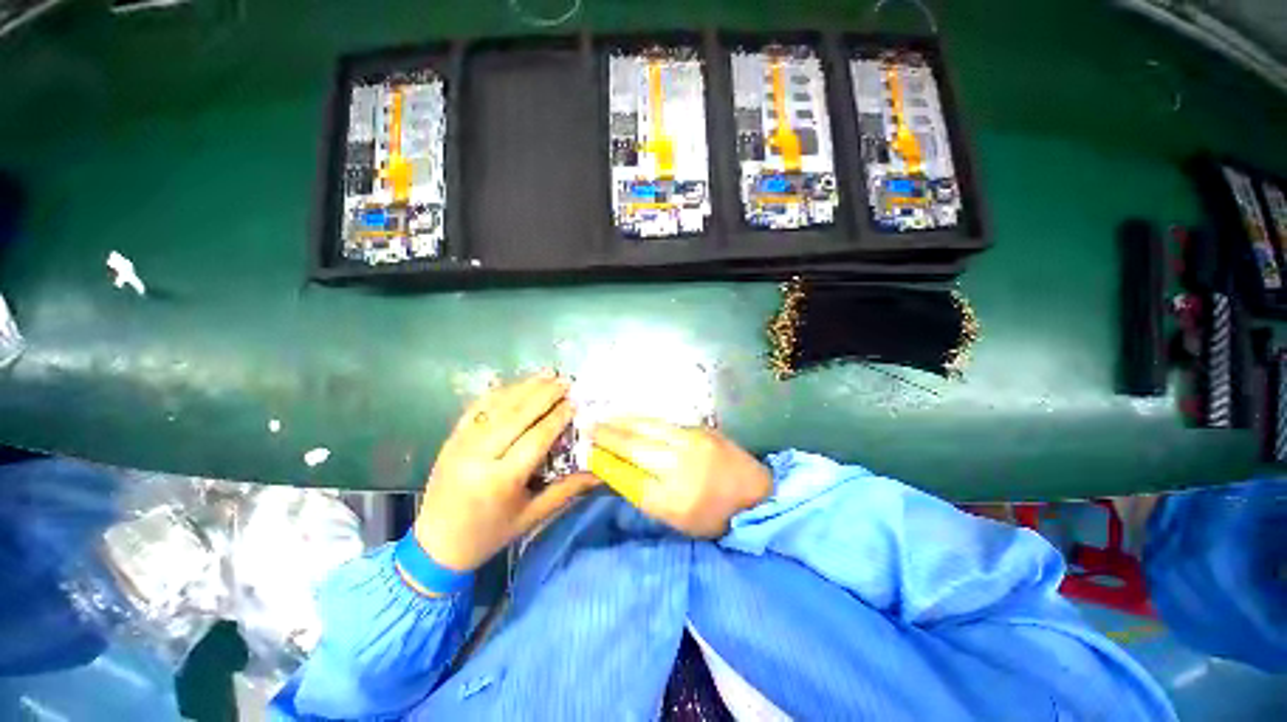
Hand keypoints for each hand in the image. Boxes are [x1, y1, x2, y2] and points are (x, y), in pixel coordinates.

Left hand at [414, 373, 598, 572]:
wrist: (436, 544)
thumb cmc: (490, 534)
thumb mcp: (532, 516)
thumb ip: (567, 490)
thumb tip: (600, 471)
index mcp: (500, 480)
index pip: (536, 438)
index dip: (558, 417)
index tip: (575, 402)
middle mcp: (478, 456)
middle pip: (516, 415)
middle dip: (544, 394)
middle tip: (565, 381)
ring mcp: (461, 443)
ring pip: (497, 405)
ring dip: (524, 387)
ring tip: (548, 374)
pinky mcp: (452, 437)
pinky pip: (477, 407)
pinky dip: (499, 392)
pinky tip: (517, 384)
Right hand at [591, 419, 771, 537]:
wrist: (757, 494)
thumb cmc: (715, 517)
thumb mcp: (677, 520)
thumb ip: (646, 495)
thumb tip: (616, 471)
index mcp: (671, 500)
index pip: (626, 478)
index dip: (604, 464)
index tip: (587, 454)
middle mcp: (679, 468)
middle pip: (633, 448)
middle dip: (606, 437)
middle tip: (585, 428)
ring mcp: (691, 444)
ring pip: (647, 428)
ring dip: (621, 422)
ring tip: (602, 418)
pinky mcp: (700, 430)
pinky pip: (663, 422)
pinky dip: (641, 419)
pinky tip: (629, 416)